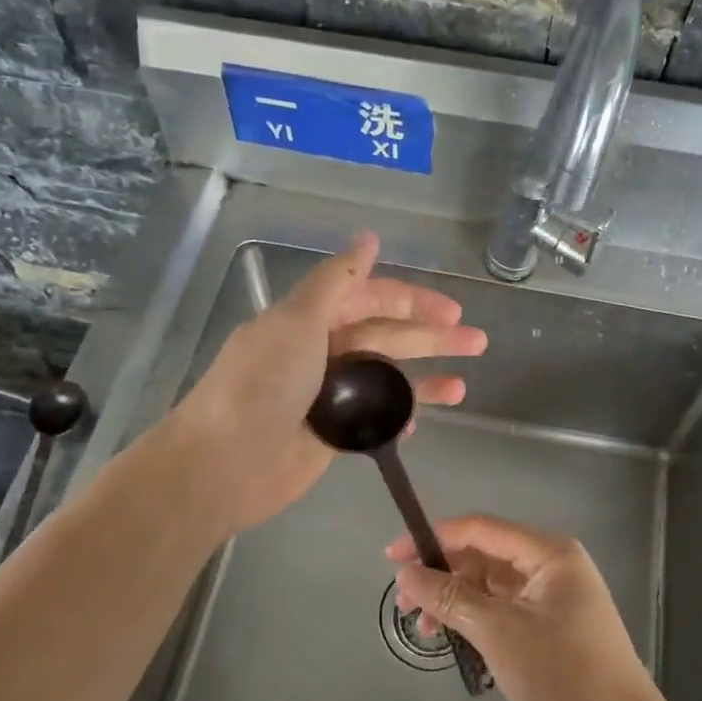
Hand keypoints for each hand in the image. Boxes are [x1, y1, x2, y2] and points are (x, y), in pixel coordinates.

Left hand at [168, 232, 485, 534]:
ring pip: (385, 379)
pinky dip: (398, 417)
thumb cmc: (262, 384)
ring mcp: (327, 395)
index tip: (451, 311)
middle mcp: (320, 351)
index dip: (411, 300)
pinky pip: (374, 418)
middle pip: (386, 337)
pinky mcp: (331, 433)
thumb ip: (337, 280)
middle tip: (477, 341)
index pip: (370, 299)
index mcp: (310, 319)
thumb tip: (369, 237)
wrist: (224, 464)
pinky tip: (422, 421)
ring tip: (463, 385)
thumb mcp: (297, 320)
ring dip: (424, 380)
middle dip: (431, 337)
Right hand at [389, 516, 662, 700]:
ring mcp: (552, 596)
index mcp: (548, 552)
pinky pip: (503, 608)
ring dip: (455, 601)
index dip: (433, 538)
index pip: (480, 528)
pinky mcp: (550, 625)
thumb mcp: (498, 631)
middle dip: (442, 576)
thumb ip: (449, 597)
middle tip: (404, 604)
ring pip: (490, 585)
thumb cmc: (561, 672)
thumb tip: (405, 573)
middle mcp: (552, 565)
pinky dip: (476, 618)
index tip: (392, 556)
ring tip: (426, 631)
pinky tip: (453, 638)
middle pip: (484, 556)